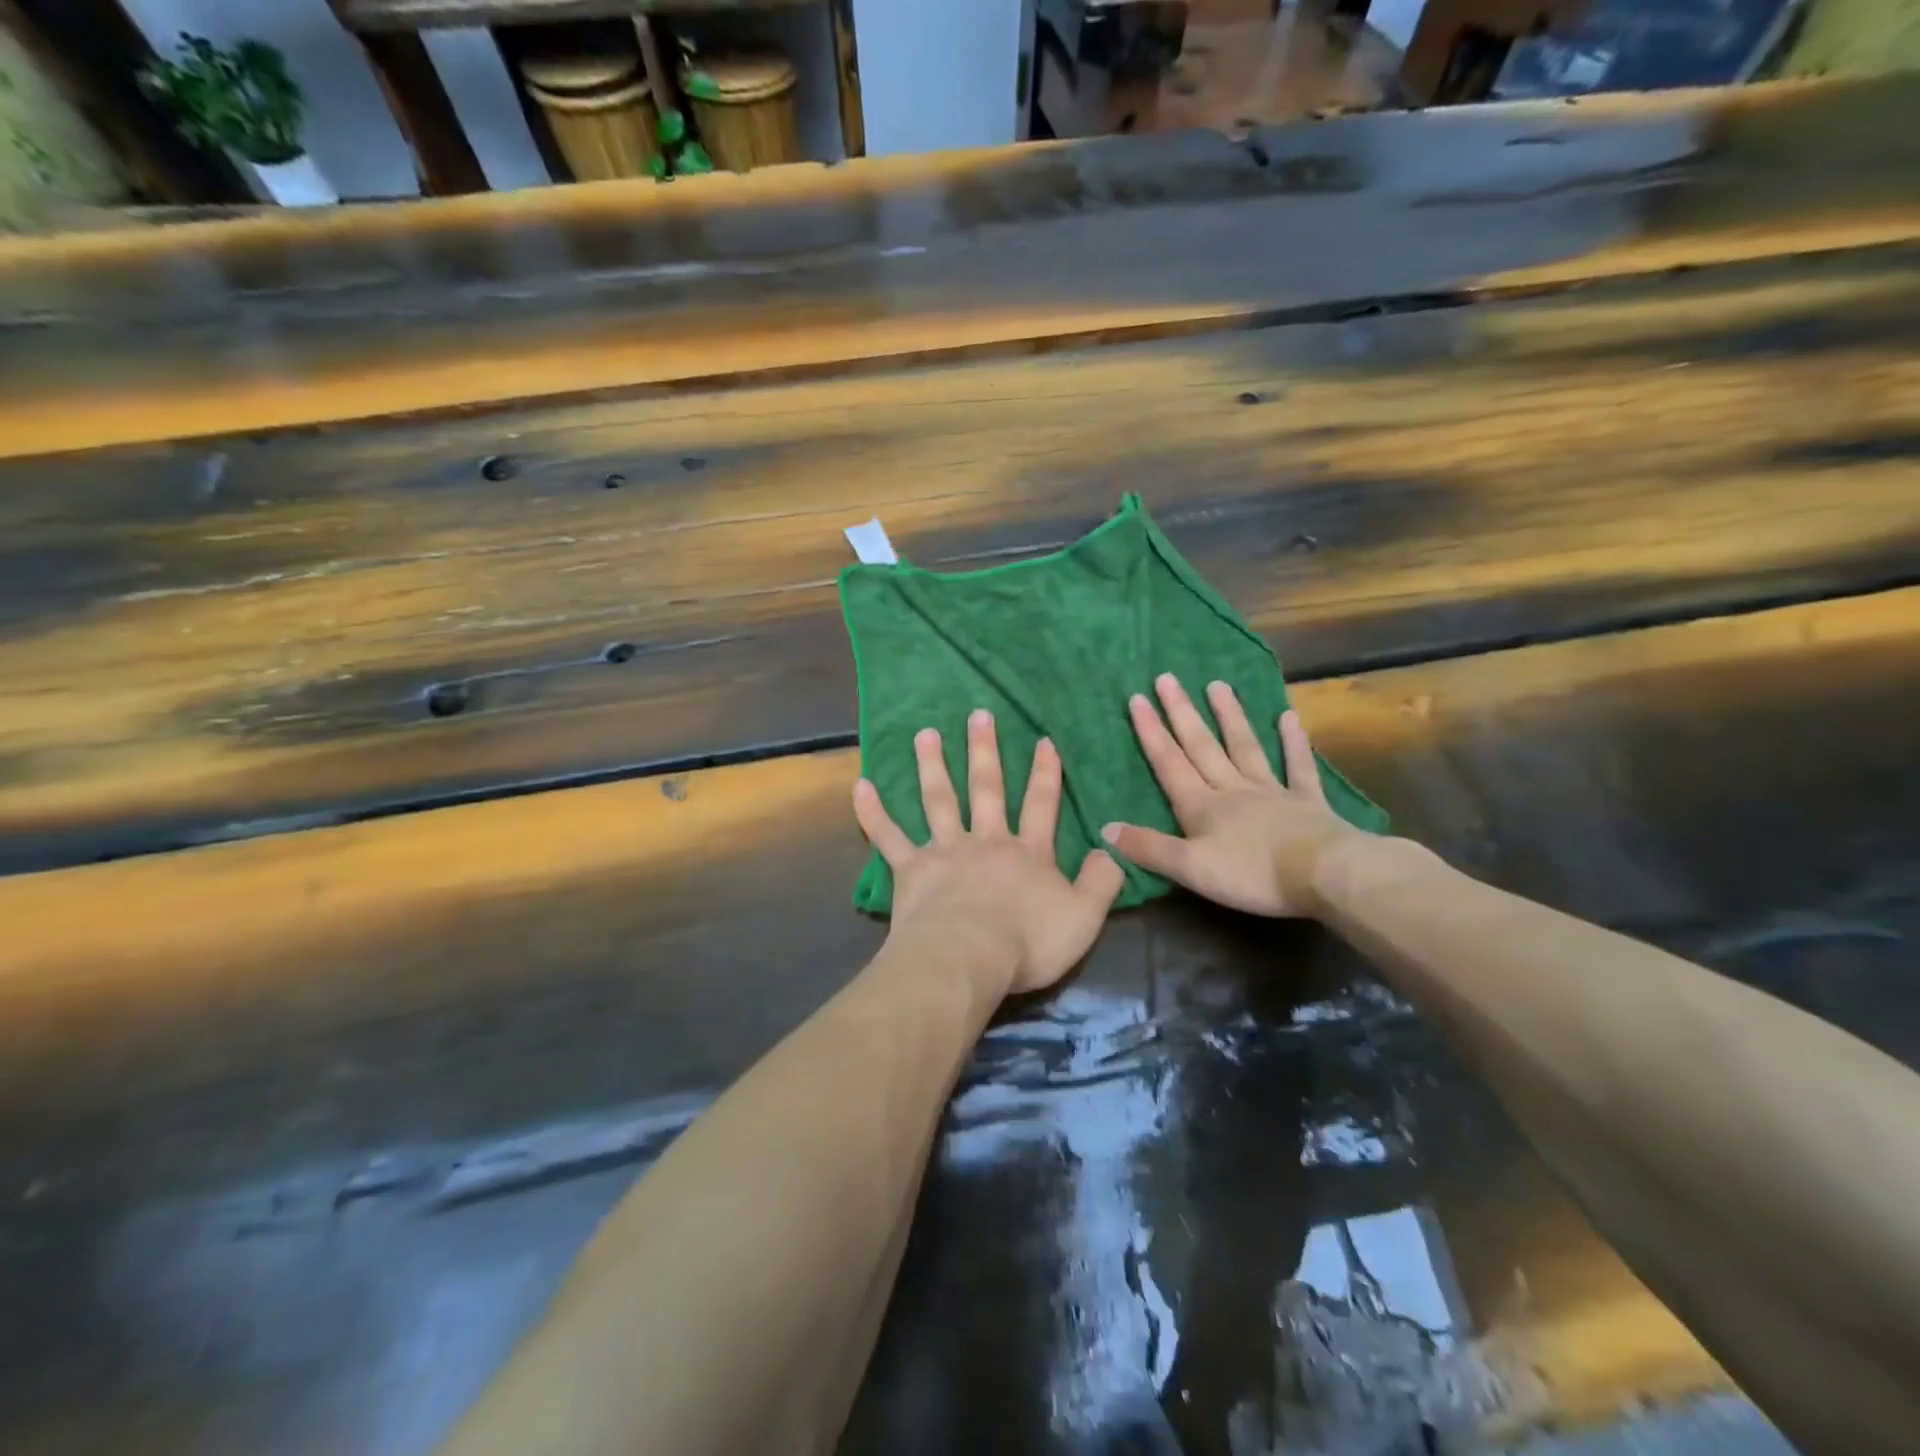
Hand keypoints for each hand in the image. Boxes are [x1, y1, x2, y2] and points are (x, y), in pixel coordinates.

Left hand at [853, 710, 1124, 996]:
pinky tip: (860, 785)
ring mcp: (945, 852)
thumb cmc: (1027, 942)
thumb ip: (1101, 882)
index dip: (1045, 773)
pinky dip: (873, 812)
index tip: (1042, 740)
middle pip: (986, 789)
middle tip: (978, 715)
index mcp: (1027, 854)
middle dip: (984, 751)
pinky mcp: (910, 870)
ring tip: (925, 734)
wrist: (968, 958)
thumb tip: (1110, 850)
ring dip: (931, 766)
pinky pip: (888, 836)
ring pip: (938, 801)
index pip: (1041, 805)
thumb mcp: (1084, 917)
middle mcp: (986, 842)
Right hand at [1102, 675, 1361, 918]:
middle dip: (1182, 713)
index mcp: (1202, 806)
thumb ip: (1149, 848)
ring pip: (1244, 747)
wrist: (1324, 875)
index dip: (1151, 733)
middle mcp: (1232, 789)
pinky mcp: (1307, 802)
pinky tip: (1289, 717)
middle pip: (1202, 746)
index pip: (1169, 763)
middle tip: (1168, 678)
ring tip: (1217, 685)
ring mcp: (1271, 791)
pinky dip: (1293, 742)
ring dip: (1229, 716)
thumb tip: (1105, 828)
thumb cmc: (1252, 874)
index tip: (1137, 698)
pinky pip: (1297, 767)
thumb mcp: (1190, 868)